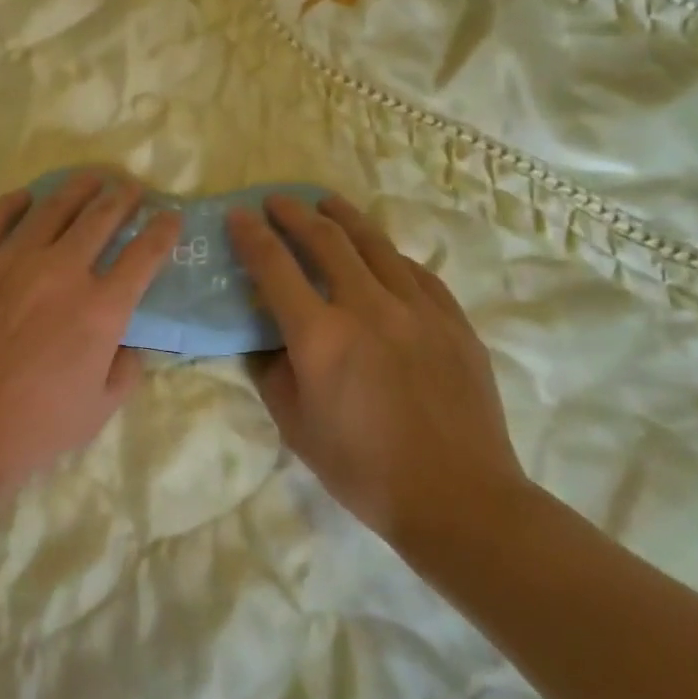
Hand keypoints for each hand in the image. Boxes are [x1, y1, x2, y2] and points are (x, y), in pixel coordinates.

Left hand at [0, 171, 180, 497]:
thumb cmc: (32, 430)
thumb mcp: (99, 410)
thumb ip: (126, 370)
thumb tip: (129, 344)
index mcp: (100, 309)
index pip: (144, 255)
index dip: (162, 231)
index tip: (171, 216)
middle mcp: (62, 272)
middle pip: (101, 219)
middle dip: (123, 198)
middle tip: (131, 188)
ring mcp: (11, 262)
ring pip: (52, 208)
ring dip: (77, 188)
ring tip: (90, 178)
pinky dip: (12, 203)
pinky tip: (24, 197)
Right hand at [225, 196, 525, 546]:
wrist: (458, 498)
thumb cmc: (364, 470)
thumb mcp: (296, 427)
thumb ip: (273, 374)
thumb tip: (268, 341)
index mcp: (320, 336)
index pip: (275, 268)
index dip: (252, 236)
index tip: (238, 215)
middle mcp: (367, 307)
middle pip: (326, 240)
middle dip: (295, 214)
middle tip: (277, 200)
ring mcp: (417, 309)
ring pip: (376, 244)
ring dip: (344, 218)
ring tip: (326, 203)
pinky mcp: (452, 320)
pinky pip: (416, 272)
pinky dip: (389, 255)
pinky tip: (383, 254)